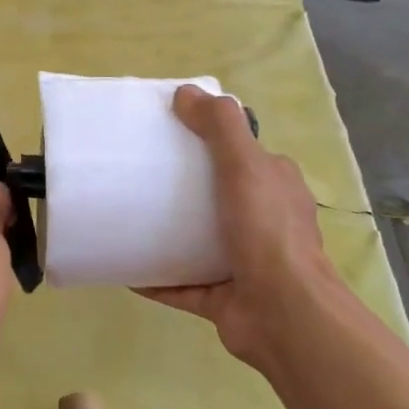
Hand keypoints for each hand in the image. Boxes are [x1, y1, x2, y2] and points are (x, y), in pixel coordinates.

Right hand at [136, 85, 340, 370]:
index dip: (210, 140)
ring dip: (167, 232)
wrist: (282, 314)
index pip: (243, 154)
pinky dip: (155, 276)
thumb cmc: (266, 232)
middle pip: (216, 196)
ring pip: (198, 241)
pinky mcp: (222, 297)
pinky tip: (125, 266)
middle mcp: (264, 222)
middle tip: (140, 175)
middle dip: (182, 188)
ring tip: (128, 217)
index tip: (169, 133)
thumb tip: (186, 93)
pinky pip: (181, 283)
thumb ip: (219, 126)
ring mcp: (244, 262)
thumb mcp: (244, 165)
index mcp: (275, 187)